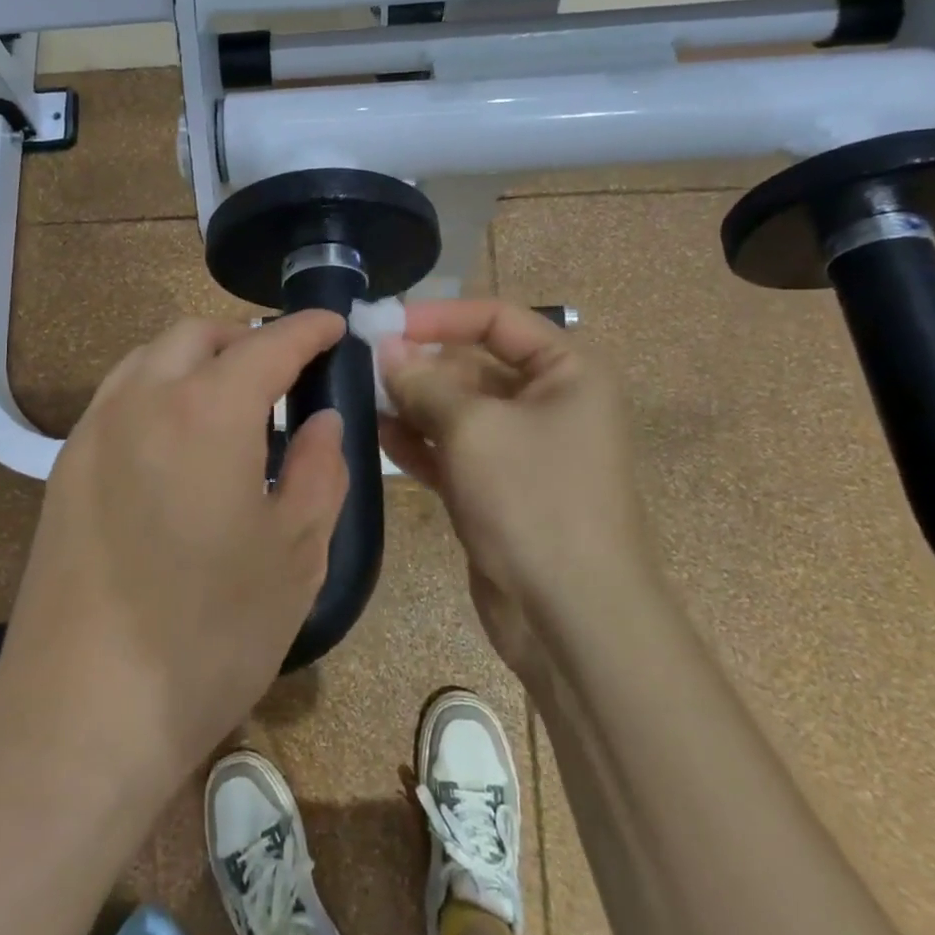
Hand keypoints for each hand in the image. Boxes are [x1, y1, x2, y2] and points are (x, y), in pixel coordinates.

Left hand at [0, 312, 349, 791]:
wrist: (81, 711)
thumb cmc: (208, 633)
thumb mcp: (295, 553)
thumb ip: (319, 470)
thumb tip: (322, 420)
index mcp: (206, 411)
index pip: (266, 344)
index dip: (306, 328)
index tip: (332, 324)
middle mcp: (142, 400)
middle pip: (197, 335)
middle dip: (246, 338)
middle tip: (284, 371)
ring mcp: (93, 430)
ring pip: (149, 358)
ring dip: (196, 358)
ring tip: (232, 400)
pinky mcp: (64, 467)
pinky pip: (119, 397)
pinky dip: (158, 389)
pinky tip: (178, 441)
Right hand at [377, 300, 646, 668]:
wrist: (572, 617)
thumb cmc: (533, 499)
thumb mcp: (472, 427)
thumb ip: (423, 381)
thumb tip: (386, 348)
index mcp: (567, 372)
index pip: (496, 319)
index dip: (440, 316)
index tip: (385, 324)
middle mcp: (549, 402)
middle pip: (473, 364)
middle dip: (420, 364)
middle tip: (362, 365)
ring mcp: (522, 449)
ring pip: (458, 409)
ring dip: (413, 402)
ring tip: (362, 397)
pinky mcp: (499, 488)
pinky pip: (453, 450)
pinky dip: (420, 442)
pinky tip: (379, 435)